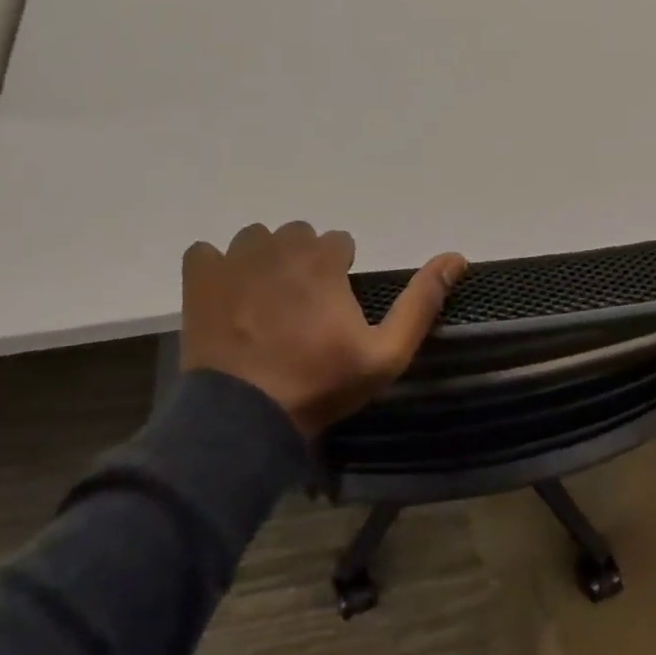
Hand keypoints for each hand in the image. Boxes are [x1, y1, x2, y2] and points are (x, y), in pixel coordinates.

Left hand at [180, 223, 466, 440]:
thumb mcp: (386, 353)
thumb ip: (422, 302)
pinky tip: (226, 299)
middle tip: (301, 308)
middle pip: (298, 236)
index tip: (335, 308)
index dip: (340, 273)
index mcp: (322, 259)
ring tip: (264, 303)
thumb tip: (457, 256)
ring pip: (255, 240)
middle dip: (303, 263)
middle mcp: (278, 246)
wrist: (244, 418)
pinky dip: (216, 269)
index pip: (338, 242)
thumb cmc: (321, 384)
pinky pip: (206, 253)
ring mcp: (233, 260)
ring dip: (263, 261)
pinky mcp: (198, 278)